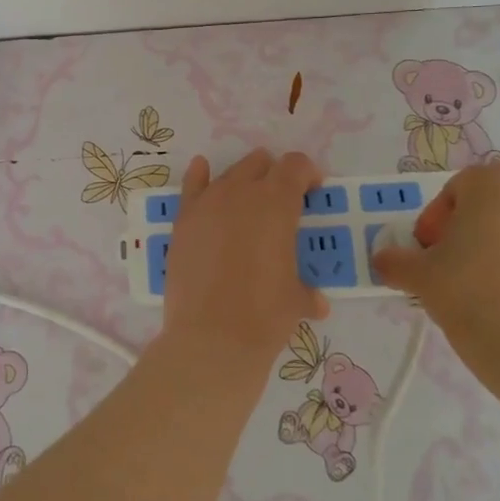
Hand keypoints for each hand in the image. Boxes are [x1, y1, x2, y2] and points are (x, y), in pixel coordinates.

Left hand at [161, 149, 328, 357]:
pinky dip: (200, 176)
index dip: (307, 174)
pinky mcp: (183, 220)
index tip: (311, 193)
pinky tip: (202, 171)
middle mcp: (241, 192)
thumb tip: (316, 302)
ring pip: (229, 174)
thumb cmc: (264, 315)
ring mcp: (207, 203)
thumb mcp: (296, 300)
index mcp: (277, 203)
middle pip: (260, 164)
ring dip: (243, 181)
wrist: (212, 337)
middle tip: (280, 203)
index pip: (295, 165)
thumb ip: (307, 291)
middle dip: (274, 176)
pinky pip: (192, 185)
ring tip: (247, 203)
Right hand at [370, 163, 499, 403]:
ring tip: (481, 284)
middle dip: (468, 228)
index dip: (435, 221)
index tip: (427, 252)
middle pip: (490, 204)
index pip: (454, 191)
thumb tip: (384, 260)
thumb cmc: (467, 293)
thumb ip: (394, 260)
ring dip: (498, 245)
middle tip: (449, 264)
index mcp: (493, 182)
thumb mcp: (417, 275)